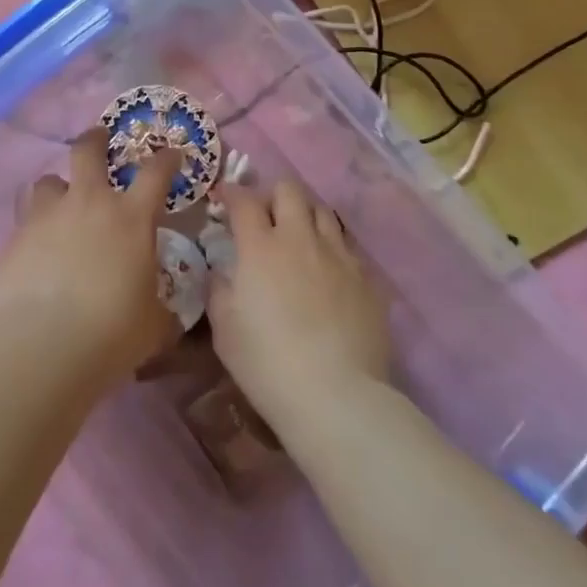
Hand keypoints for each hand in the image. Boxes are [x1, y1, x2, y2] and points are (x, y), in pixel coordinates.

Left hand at [0, 129, 181, 387]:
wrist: (43, 343)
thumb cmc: (112, 331)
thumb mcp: (153, 323)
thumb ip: (159, 307)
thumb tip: (165, 312)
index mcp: (130, 218)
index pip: (155, 173)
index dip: (166, 159)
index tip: (171, 155)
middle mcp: (88, 203)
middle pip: (88, 150)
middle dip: (95, 139)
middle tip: (99, 138)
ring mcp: (47, 215)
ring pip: (49, 180)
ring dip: (58, 188)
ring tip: (60, 204)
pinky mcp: (16, 236)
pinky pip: (27, 218)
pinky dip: (36, 226)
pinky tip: (37, 249)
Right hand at [206, 180, 391, 435]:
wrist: (336, 396)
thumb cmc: (267, 363)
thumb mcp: (224, 329)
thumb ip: (219, 289)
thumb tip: (220, 271)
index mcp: (260, 247)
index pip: (244, 200)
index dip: (232, 192)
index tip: (225, 198)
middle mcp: (301, 239)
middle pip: (290, 190)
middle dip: (273, 195)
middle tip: (265, 217)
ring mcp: (339, 256)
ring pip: (323, 211)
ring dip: (305, 215)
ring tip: (298, 237)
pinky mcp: (367, 279)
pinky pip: (347, 246)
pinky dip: (331, 248)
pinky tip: (327, 271)